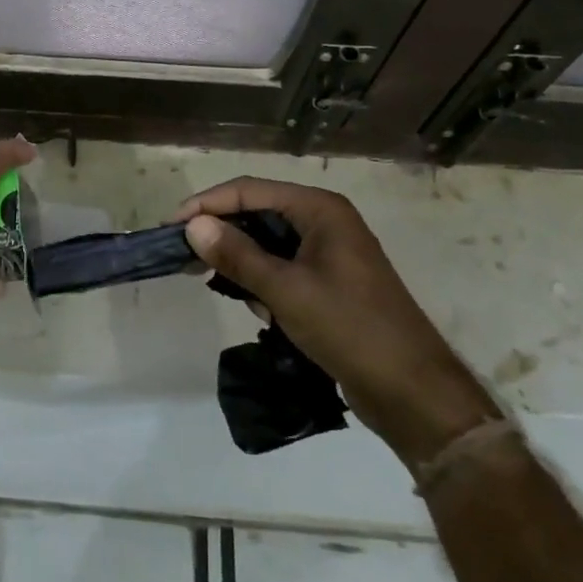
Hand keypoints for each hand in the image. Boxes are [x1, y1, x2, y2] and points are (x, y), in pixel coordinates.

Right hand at [178, 178, 498, 465]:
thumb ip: (237, 255)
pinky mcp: (329, 282)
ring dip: (244, 263)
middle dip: (223, 234)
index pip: (249, 190)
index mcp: (320, 209)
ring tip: (226, 289)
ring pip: (268, 243)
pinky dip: (265, 284)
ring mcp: (329, 252)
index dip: (207, 204)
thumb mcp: (286, 290)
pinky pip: (283, 268)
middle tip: (185, 257)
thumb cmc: (349, 328)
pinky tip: (264, 312)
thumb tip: (192, 226)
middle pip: (258, 213)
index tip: (171, 227)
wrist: (411, 390)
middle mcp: (325, 221)